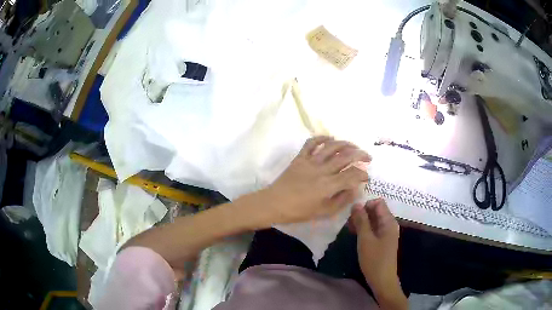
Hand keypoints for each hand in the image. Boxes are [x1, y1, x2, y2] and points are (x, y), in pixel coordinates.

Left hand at [255, 136, 369, 226]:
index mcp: (328, 185)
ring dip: (346, 144)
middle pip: (346, 156)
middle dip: (360, 155)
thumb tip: (355, 189)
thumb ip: (342, 200)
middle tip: (367, 157)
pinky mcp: (300, 157)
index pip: (352, 174)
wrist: (274, 203)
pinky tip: (330, 138)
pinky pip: (311, 143)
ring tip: (354, 146)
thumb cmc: (299, 211)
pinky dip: (322, 138)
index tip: (366, 177)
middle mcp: (322, 170)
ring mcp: (310, 161)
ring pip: (332, 146)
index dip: (363, 174)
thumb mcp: (324, 212)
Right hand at [350, 199, 405, 308]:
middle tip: (348, 222)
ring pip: (373, 220)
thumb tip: (356, 204)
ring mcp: (386, 233)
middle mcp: (389, 224)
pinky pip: (373, 229)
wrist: (382, 280)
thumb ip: (361, 220)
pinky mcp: (382, 241)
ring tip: (349, 229)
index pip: (378, 202)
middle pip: (375, 210)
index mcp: (388, 221)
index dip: (365, 204)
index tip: (353, 214)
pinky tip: (354, 234)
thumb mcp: (365, 239)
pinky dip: (364, 229)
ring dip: (361, 222)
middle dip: (362, 213)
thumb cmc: (374, 259)